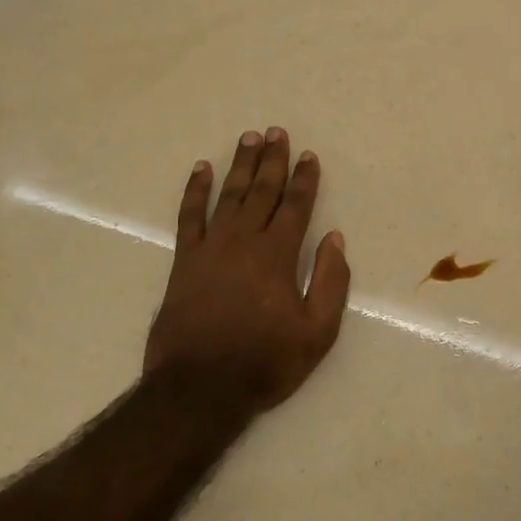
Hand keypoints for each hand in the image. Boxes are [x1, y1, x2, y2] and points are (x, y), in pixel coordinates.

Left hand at [145, 127, 350, 415]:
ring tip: (249, 139)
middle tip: (276, 132)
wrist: (199, 387)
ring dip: (240, 165)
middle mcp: (244, 242)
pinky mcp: (184, 261)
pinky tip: (201, 170)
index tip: (309, 155)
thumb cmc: (264, 363)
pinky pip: (189, 216)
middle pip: (262, 192)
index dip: (305, 180)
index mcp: (278, 256)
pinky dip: (195, 191)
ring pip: (229, 196)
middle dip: (272, 161)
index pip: (296, 207)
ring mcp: (211, 248)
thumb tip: (335, 239)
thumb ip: (330, 282)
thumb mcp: (316, 332)